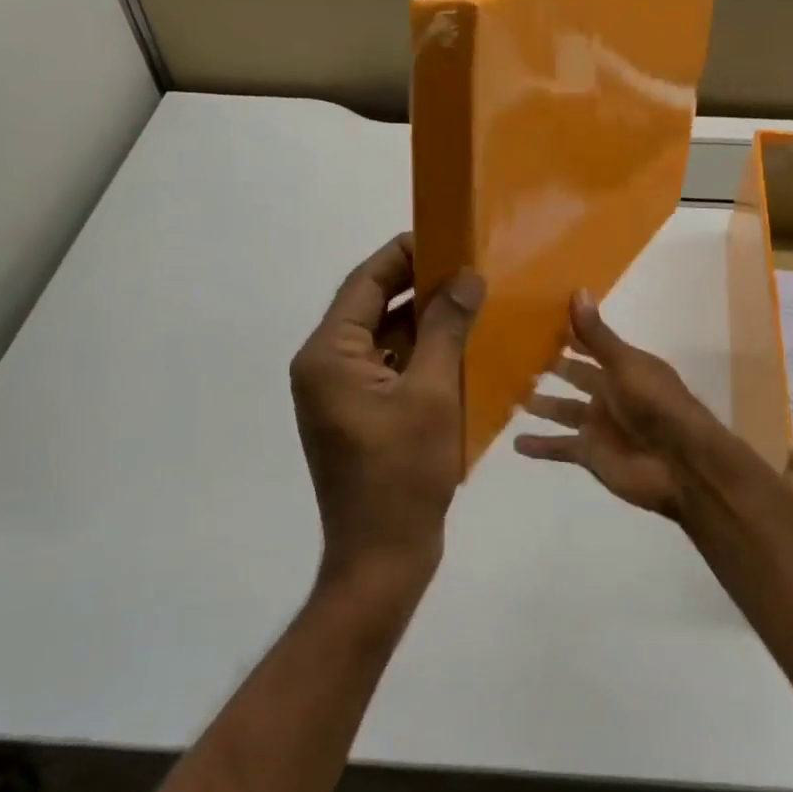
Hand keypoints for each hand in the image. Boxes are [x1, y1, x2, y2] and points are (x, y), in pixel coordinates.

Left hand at [290, 233, 483, 593]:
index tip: (444, 235)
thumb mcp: (433, 392)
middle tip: (465, 266)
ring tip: (469, 300)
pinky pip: (387, 368)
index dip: (402, 254)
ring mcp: (338, 394)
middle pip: (371, 308)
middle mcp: (323, 367)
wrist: (383, 555)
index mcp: (327, 356)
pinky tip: (458, 346)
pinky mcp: (357, 414)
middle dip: (417, 286)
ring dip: (422, 321)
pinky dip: (419, 353)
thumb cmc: (404, 473)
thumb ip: (447, 328)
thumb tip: (465, 277)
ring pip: (382, 339)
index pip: (363, 283)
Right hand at [513, 291, 722, 520]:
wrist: (681, 464)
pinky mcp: (590, 454)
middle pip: (574, 376)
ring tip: (510, 395)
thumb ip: (597, 335)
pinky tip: (516, 442)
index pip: (589, 344)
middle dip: (550, 367)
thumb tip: (577, 290)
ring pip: (563, 410)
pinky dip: (540, 446)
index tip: (534, 319)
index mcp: (622, 367)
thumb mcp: (625, 364)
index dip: (567, 333)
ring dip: (541, 405)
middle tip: (513, 354)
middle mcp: (609, 393)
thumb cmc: (656, 405)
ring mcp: (599, 425)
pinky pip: (559, 448)